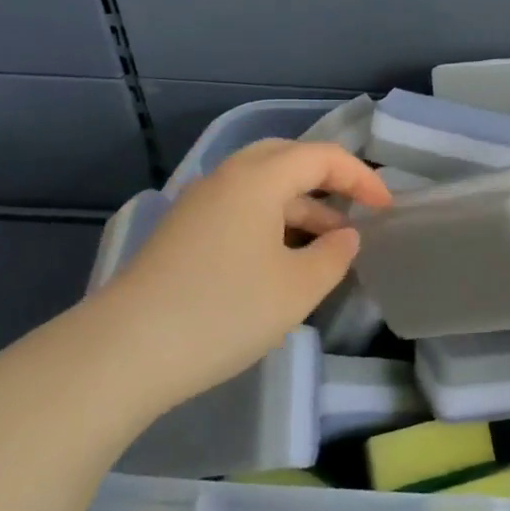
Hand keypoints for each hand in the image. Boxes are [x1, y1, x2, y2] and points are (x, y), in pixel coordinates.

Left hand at [91, 140, 389, 413]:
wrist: (123, 353)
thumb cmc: (224, 312)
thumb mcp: (298, 288)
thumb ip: (334, 255)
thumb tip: (345, 236)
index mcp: (258, 179)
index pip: (322, 157)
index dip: (362, 178)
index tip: (386, 209)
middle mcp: (225, 179)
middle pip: (287, 158)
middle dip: (328, 179)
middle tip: (356, 207)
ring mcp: (198, 205)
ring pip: (261, 185)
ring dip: (300, 204)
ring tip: (328, 241)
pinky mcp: (181, 233)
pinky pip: (240, 208)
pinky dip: (271, 219)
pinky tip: (282, 257)